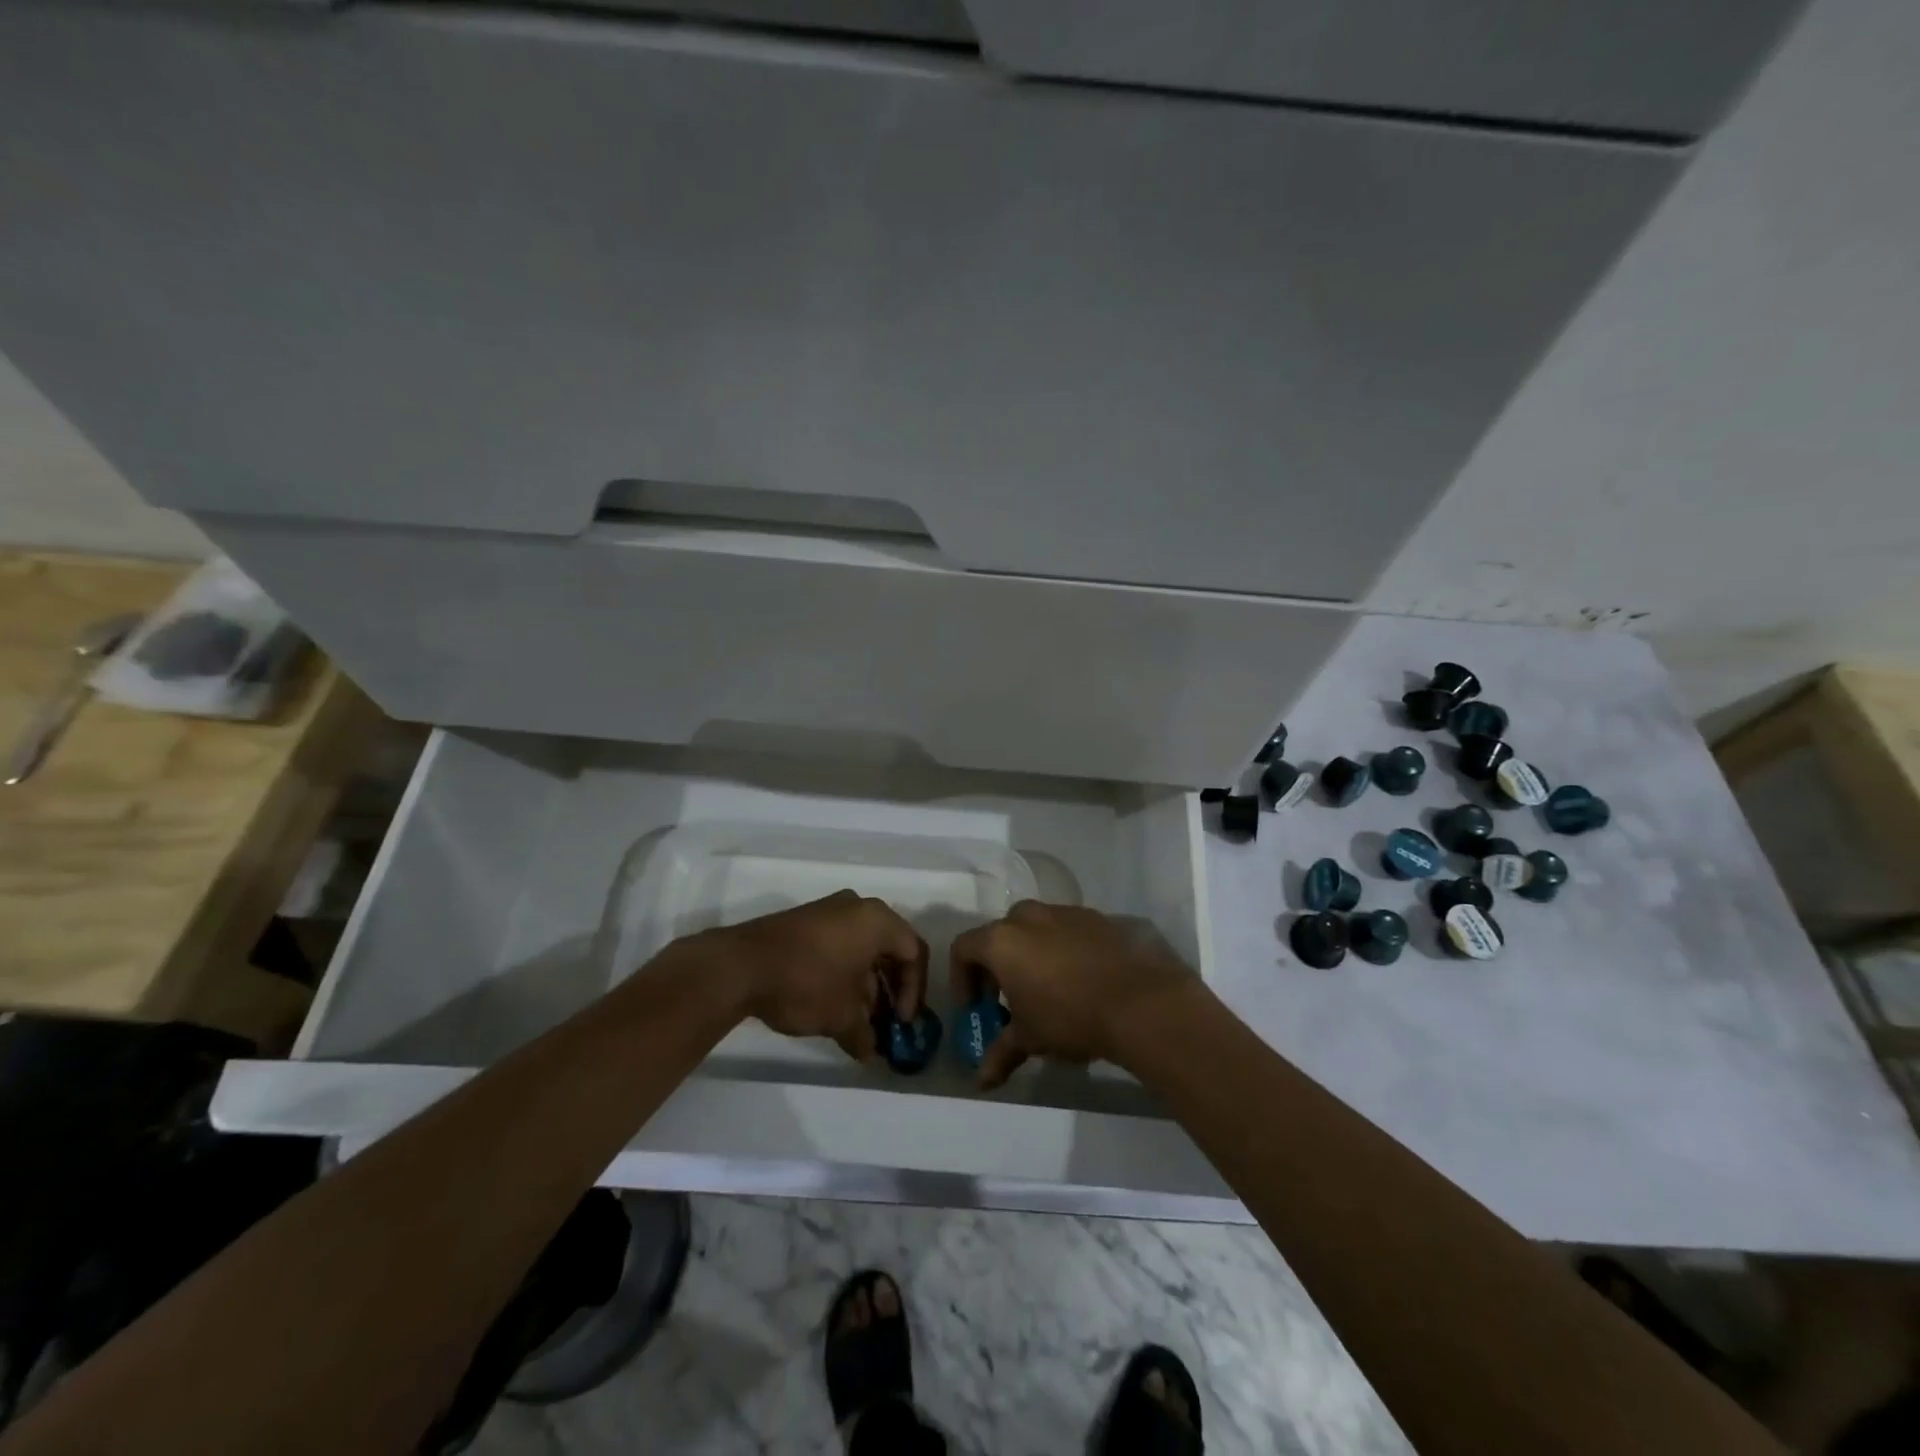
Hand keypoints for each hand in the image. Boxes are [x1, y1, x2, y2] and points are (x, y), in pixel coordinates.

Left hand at [707, 890, 927, 1061]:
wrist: (741, 965)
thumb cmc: (806, 983)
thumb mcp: (841, 1016)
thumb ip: (864, 1034)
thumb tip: (871, 1052)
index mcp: (878, 920)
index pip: (914, 953)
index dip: (913, 991)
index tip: (899, 1021)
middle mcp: (858, 907)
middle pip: (889, 948)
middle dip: (889, 989)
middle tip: (884, 1022)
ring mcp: (829, 911)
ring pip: (862, 948)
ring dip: (866, 985)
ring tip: (857, 1021)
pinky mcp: (806, 922)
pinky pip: (839, 944)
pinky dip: (844, 973)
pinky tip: (832, 1005)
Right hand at [948, 901, 1201, 1088]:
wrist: (1139, 1002)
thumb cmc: (1070, 1017)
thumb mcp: (1030, 1038)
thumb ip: (1001, 1053)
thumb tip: (982, 1081)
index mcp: (1002, 940)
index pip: (964, 948)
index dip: (962, 979)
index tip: (976, 1007)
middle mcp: (1028, 916)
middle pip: (1000, 935)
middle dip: (998, 966)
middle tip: (1009, 1000)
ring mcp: (1064, 912)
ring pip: (1036, 929)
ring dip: (1032, 955)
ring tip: (1048, 990)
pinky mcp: (1096, 917)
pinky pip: (1067, 930)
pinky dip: (1063, 950)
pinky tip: (1081, 980)